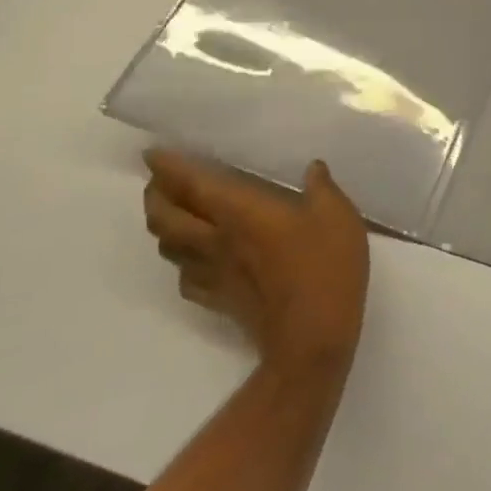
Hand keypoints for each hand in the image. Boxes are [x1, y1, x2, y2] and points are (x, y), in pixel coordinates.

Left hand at [143, 150, 370, 378]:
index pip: (191, 185)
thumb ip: (322, 187)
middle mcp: (216, 240)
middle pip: (165, 217)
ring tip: (172, 212)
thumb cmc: (325, 267)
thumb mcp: (337, 215)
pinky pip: (185, 277)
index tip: (153, 153)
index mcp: (240, 212)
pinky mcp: (219, 301)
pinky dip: (180, 261)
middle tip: (159, 180)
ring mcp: (214, 274)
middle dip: (155, 195)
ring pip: (169, 247)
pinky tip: (195, 258)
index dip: (167, 168)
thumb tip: (313, 168)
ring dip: (163, 226)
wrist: (312, 338)